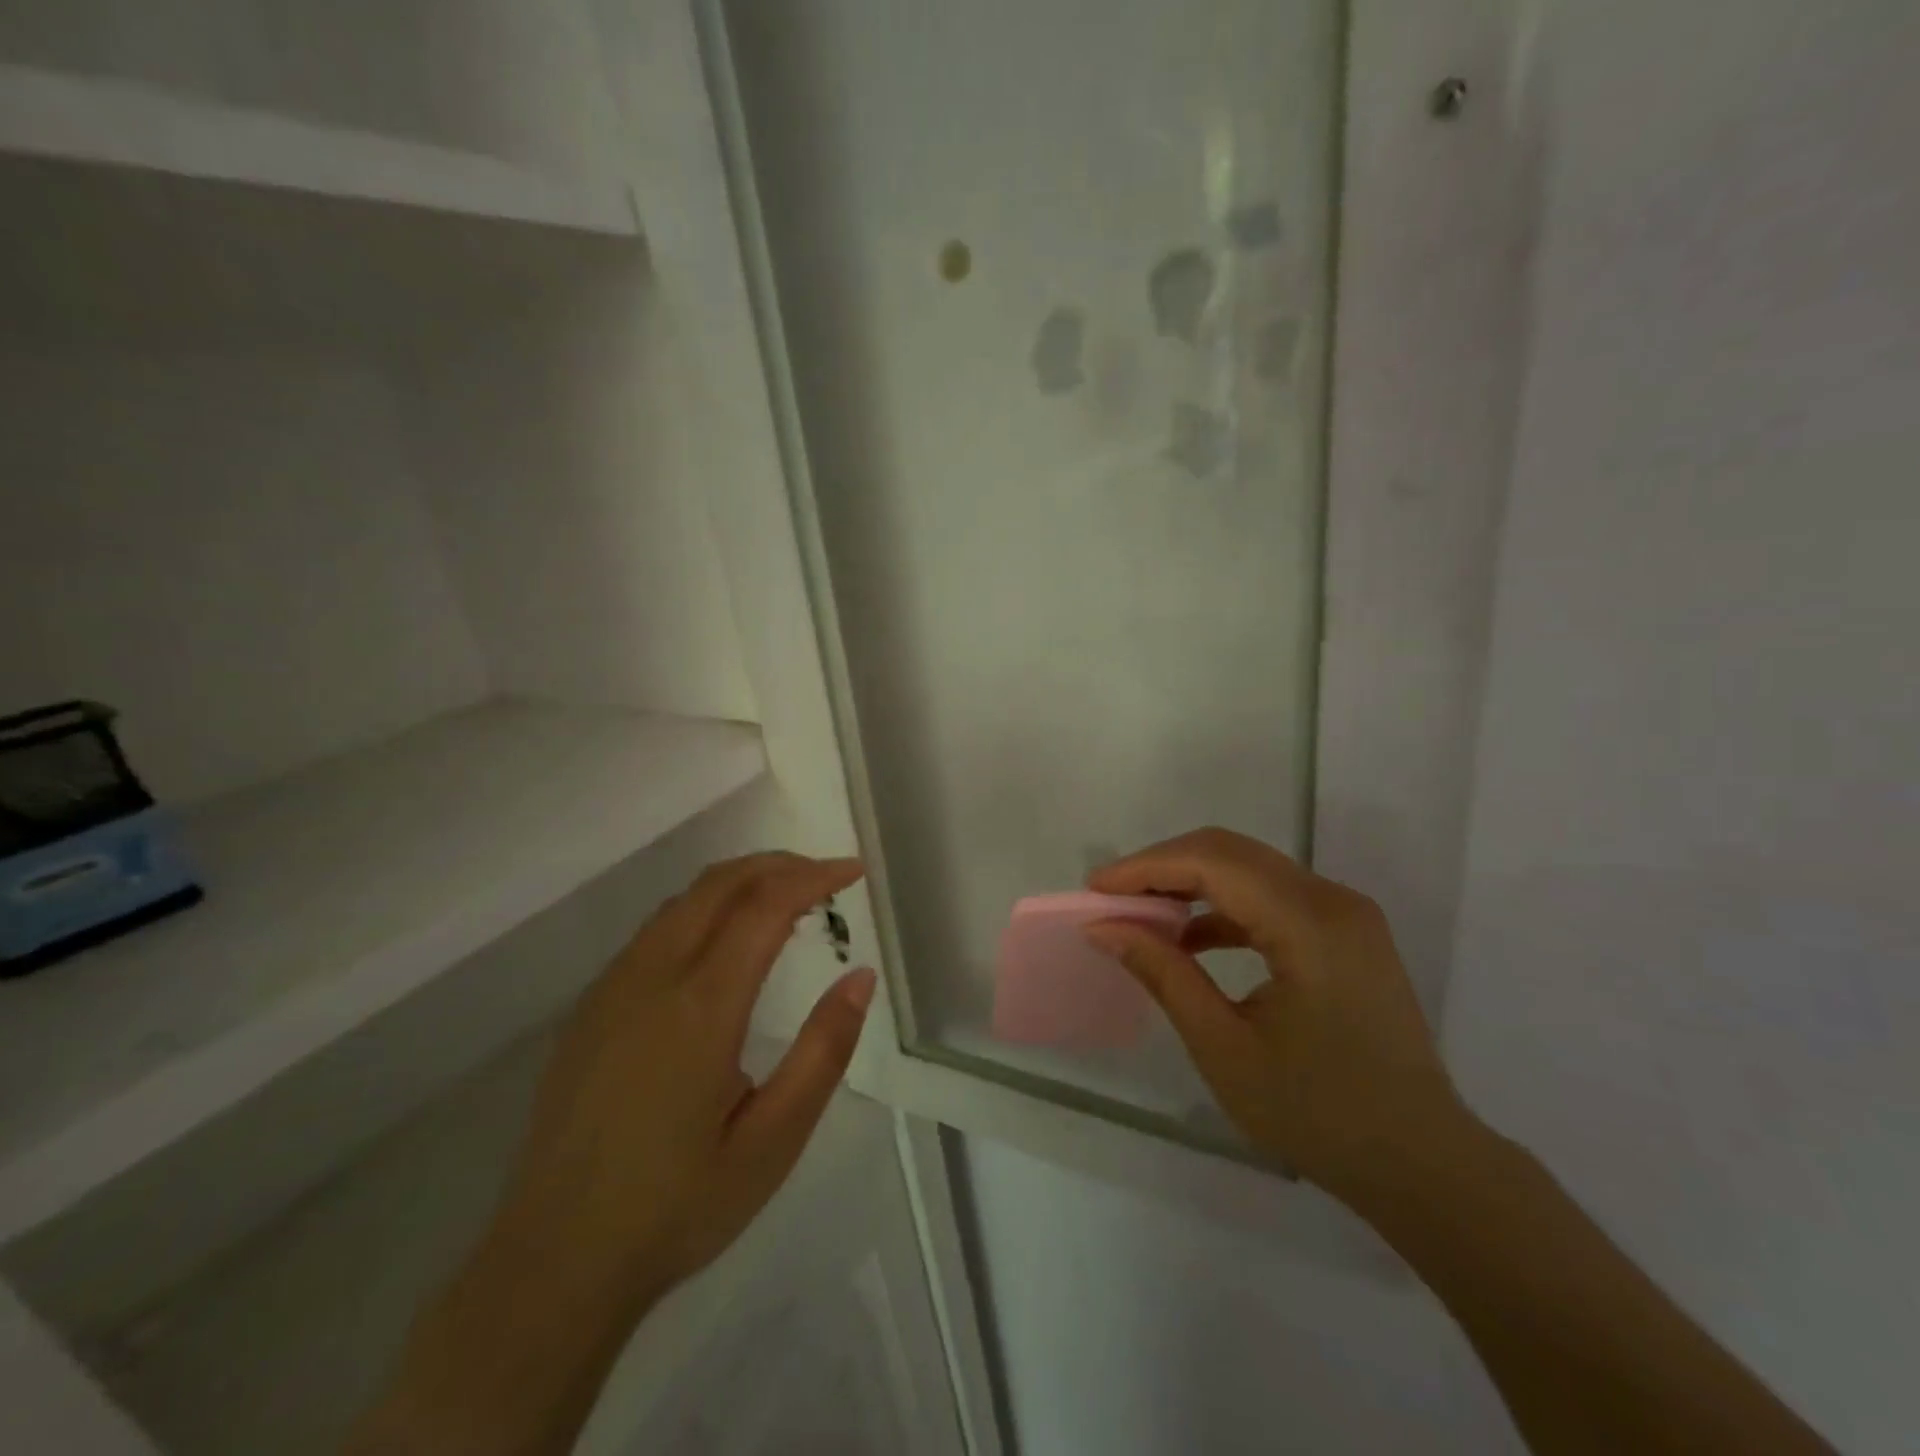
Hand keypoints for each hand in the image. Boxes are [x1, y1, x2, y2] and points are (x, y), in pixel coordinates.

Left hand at [487, 852, 875, 1316]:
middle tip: (826, 876)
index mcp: (700, 1007)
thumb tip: (861, 977)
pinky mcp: (590, 1008)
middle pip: (720, 884)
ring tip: (786, 900)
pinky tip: (724, 943)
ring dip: (740, 882)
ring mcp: (612, 988)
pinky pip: (656, 929)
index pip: (765, 906)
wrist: (552, 1264)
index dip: (814, 877)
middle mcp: (651, 978)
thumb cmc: (677, 1207)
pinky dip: (704, 909)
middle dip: (778, 865)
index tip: (853, 872)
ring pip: (684, 900)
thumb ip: (823, 1051)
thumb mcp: (773, 1141)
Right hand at [1084, 828, 1472, 1207]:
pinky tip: (1191, 939)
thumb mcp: (1225, 1047)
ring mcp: (1345, 913)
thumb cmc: (1320, 1114)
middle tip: (1112, 897)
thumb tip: (1104, 928)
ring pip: (1250, 868)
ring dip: (1192, 882)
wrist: (1423, 1163)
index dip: (1147, 867)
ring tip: (1142, 915)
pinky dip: (1224, 906)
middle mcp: (1332, 899)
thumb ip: (1163, 974)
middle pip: (1230, 852)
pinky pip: (1272, 896)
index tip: (1095, 889)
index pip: (1213, 863)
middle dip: (1163, 867)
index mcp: (1309, 923)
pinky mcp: (1345, 932)